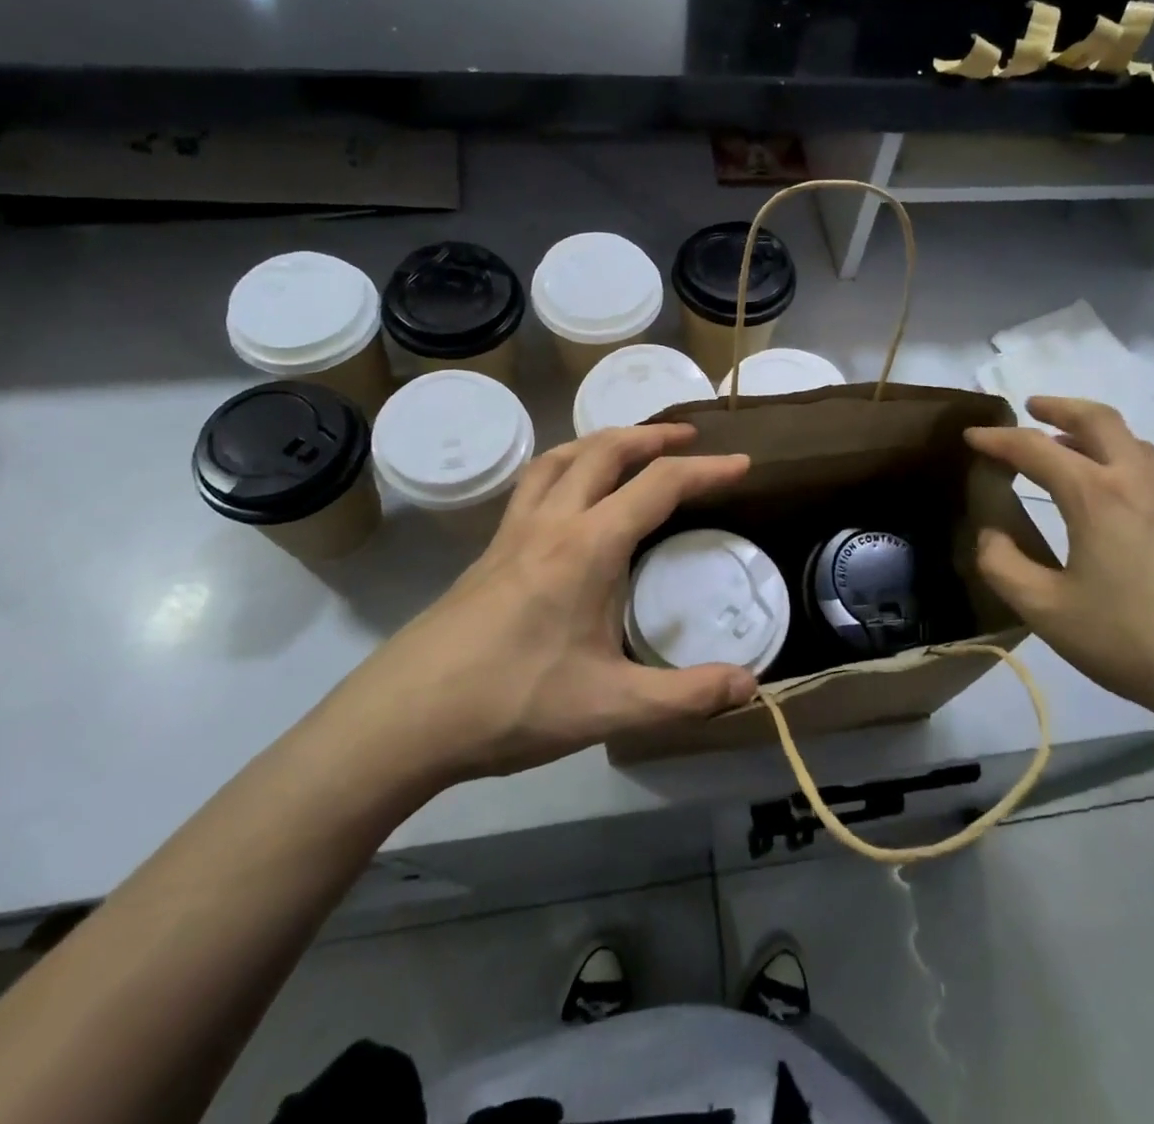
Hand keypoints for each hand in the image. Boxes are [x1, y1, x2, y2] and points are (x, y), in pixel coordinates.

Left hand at [329, 425, 757, 799]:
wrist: (404, 718)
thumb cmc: (511, 702)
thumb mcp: (610, 707)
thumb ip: (685, 696)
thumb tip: (749, 685)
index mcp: (587, 546)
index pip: (659, 485)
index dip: (706, 469)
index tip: (742, 463)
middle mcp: (551, 522)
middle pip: (605, 451)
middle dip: (652, 436)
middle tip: (688, 439)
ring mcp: (513, 533)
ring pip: (560, 458)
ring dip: (602, 441)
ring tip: (630, 449)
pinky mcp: (490, 552)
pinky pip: (535, 484)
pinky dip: (566, 467)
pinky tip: (569, 499)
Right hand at [964, 397, 1153, 747]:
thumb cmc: (1134, 641)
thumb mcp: (1046, 612)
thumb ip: (1002, 566)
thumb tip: (991, 533)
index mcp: (1096, 495)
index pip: (1035, 448)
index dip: (998, 439)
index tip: (972, 437)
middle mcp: (1141, 480)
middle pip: (1098, 419)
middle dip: (1059, 407)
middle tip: (1032, 408)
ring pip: (1137, 442)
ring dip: (1099, 436)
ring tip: (1076, 451)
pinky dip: (1142, 464)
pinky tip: (1142, 489)